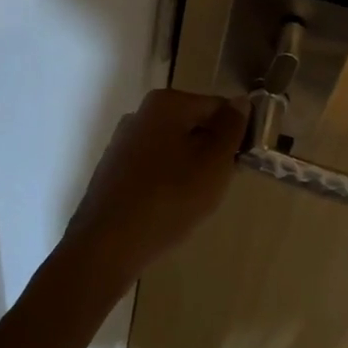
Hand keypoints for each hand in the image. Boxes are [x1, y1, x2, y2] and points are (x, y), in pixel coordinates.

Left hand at [61, 89, 246, 286]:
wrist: (106, 246)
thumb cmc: (169, 198)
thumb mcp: (214, 163)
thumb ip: (231, 128)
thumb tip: (240, 102)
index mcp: (166, 103)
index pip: (218, 107)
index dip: (236, 134)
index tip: (241, 164)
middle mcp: (140, 113)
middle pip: (194, 126)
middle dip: (211, 152)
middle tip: (218, 186)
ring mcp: (123, 141)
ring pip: (174, 148)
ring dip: (190, 169)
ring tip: (193, 202)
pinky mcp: (113, 169)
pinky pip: (153, 167)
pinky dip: (167, 182)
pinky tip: (168, 209)